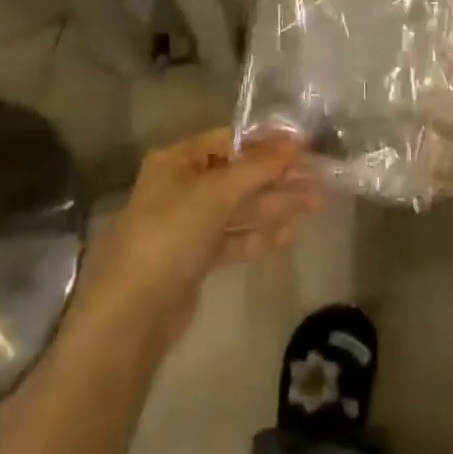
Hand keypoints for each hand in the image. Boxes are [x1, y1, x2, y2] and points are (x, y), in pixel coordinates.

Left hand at [76, 128, 320, 351]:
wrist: (133, 312)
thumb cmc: (172, 234)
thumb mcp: (216, 192)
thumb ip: (258, 168)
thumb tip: (296, 144)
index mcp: (178, 160)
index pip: (230, 141)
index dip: (267, 143)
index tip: (305, 147)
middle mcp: (182, 186)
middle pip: (238, 175)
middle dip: (277, 178)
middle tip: (319, 182)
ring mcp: (188, 224)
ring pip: (239, 208)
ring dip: (274, 206)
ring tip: (315, 205)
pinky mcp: (195, 258)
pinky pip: (233, 237)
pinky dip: (258, 235)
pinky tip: (288, 235)